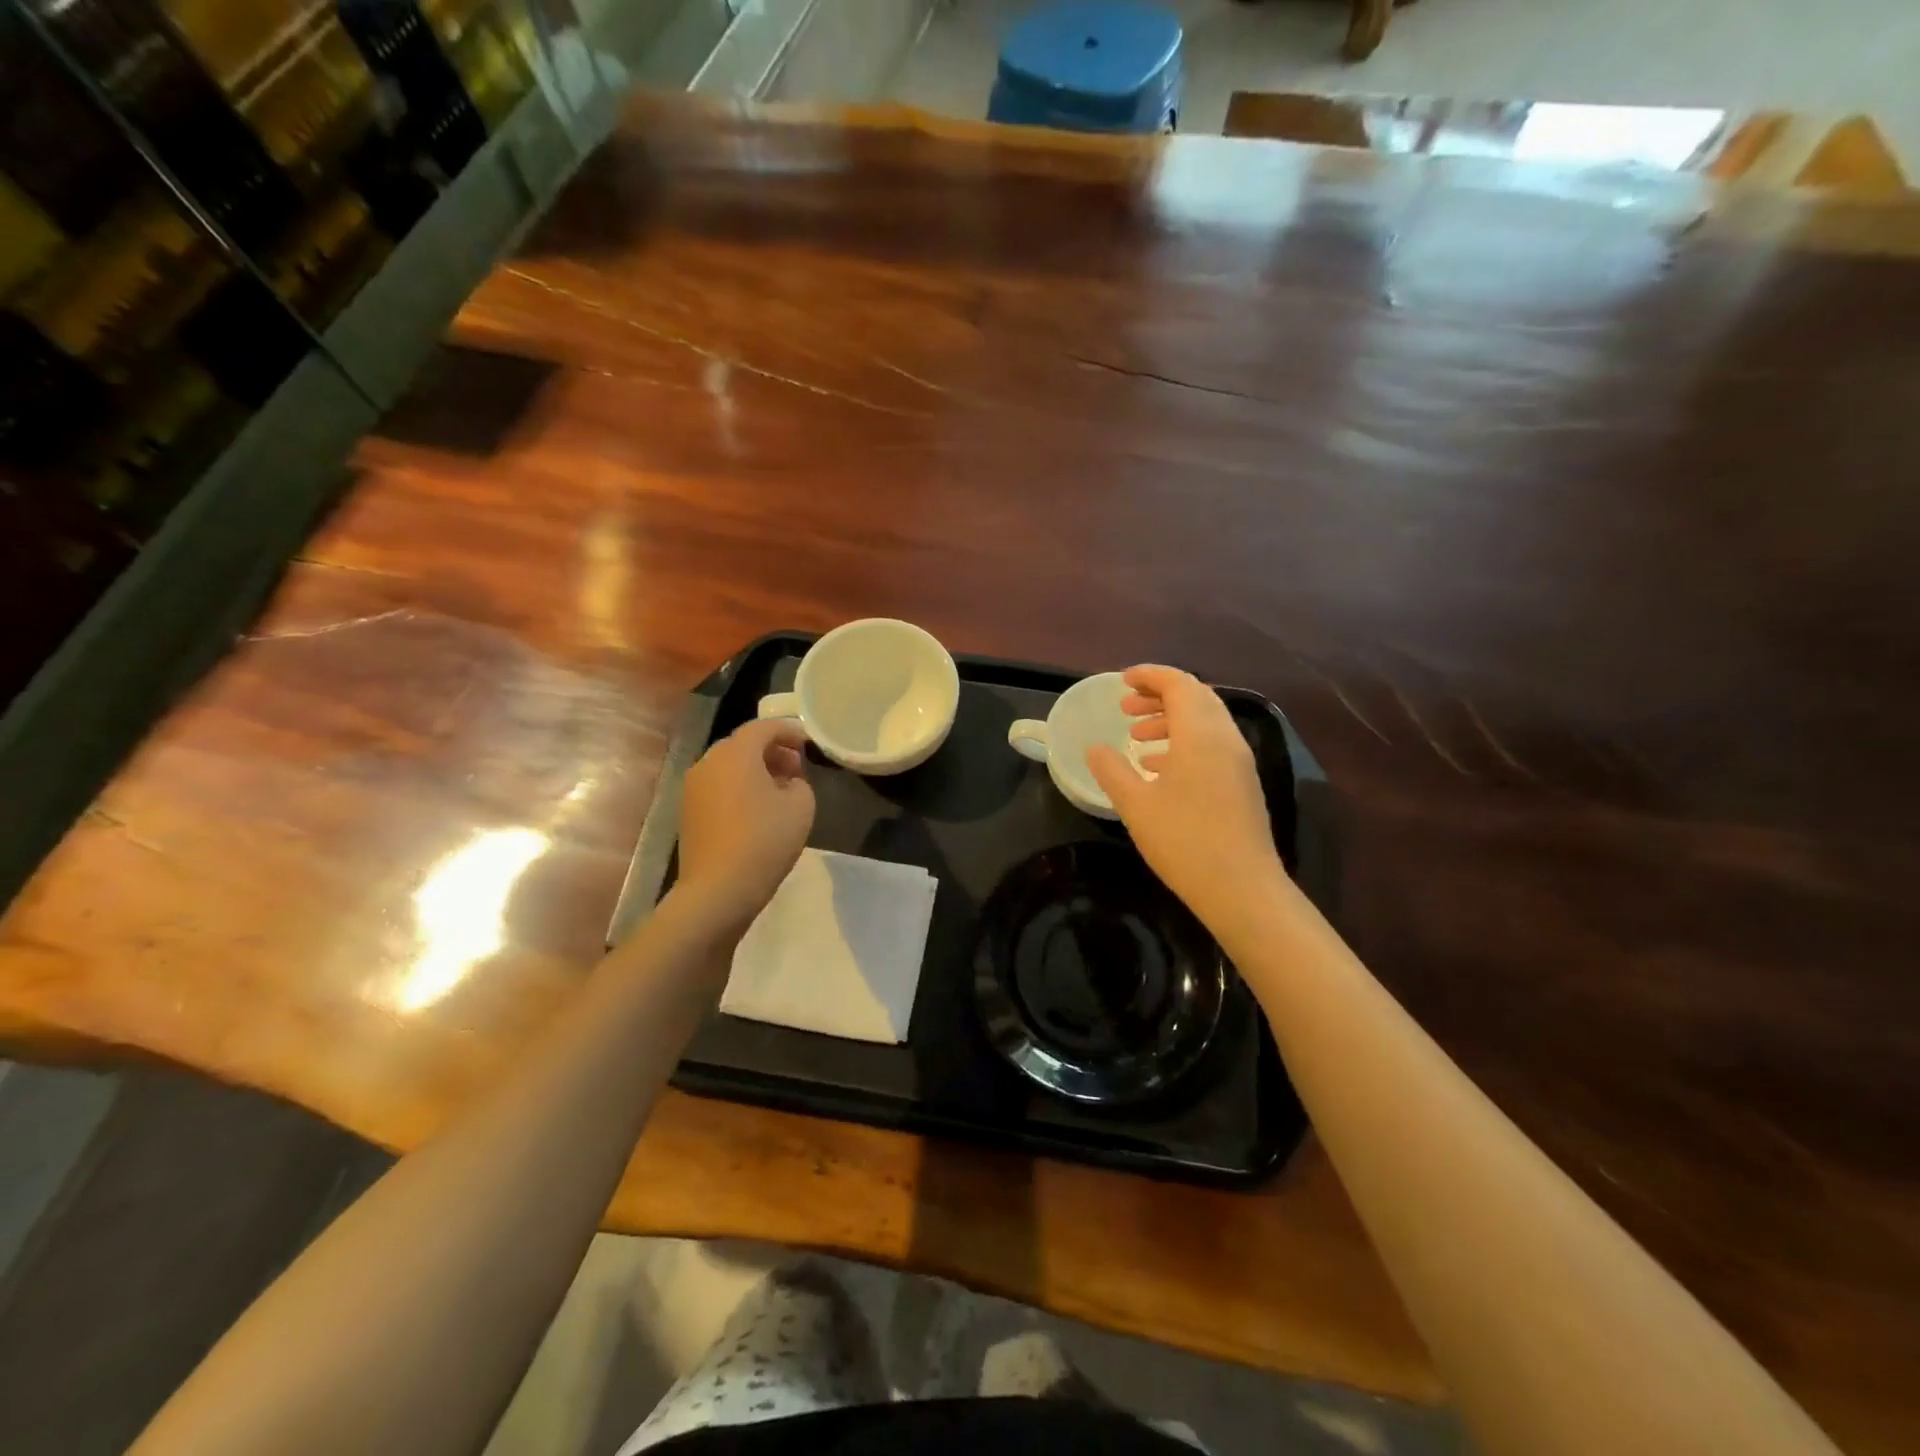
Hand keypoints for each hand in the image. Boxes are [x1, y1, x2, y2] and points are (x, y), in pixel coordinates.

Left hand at [675, 719, 815, 931]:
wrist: (718, 889)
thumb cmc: (765, 840)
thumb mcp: (802, 805)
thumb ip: (799, 782)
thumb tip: (787, 782)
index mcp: (736, 753)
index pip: (764, 727)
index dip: (789, 731)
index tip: (808, 744)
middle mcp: (708, 762)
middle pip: (743, 744)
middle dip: (771, 750)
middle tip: (796, 768)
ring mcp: (693, 787)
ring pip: (728, 766)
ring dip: (754, 770)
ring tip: (779, 790)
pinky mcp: (688, 811)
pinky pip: (718, 786)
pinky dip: (739, 787)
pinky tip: (757, 810)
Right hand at [1088, 665, 1285, 932]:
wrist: (1241, 888)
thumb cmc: (1184, 841)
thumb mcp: (1136, 805)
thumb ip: (1112, 770)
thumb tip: (1095, 748)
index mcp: (1200, 735)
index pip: (1179, 684)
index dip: (1150, 676)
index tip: (1122, 681)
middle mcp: (1226, 739)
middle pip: (1196, 697)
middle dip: (1160, 696)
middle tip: (1126, 708)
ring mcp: (1239, 762)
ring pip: (1206, 722)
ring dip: (1171, 720)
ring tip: (1137, 738)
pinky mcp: (1243, 784)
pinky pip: (1213, 745)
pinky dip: (1185, 742)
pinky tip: (1160, 768)